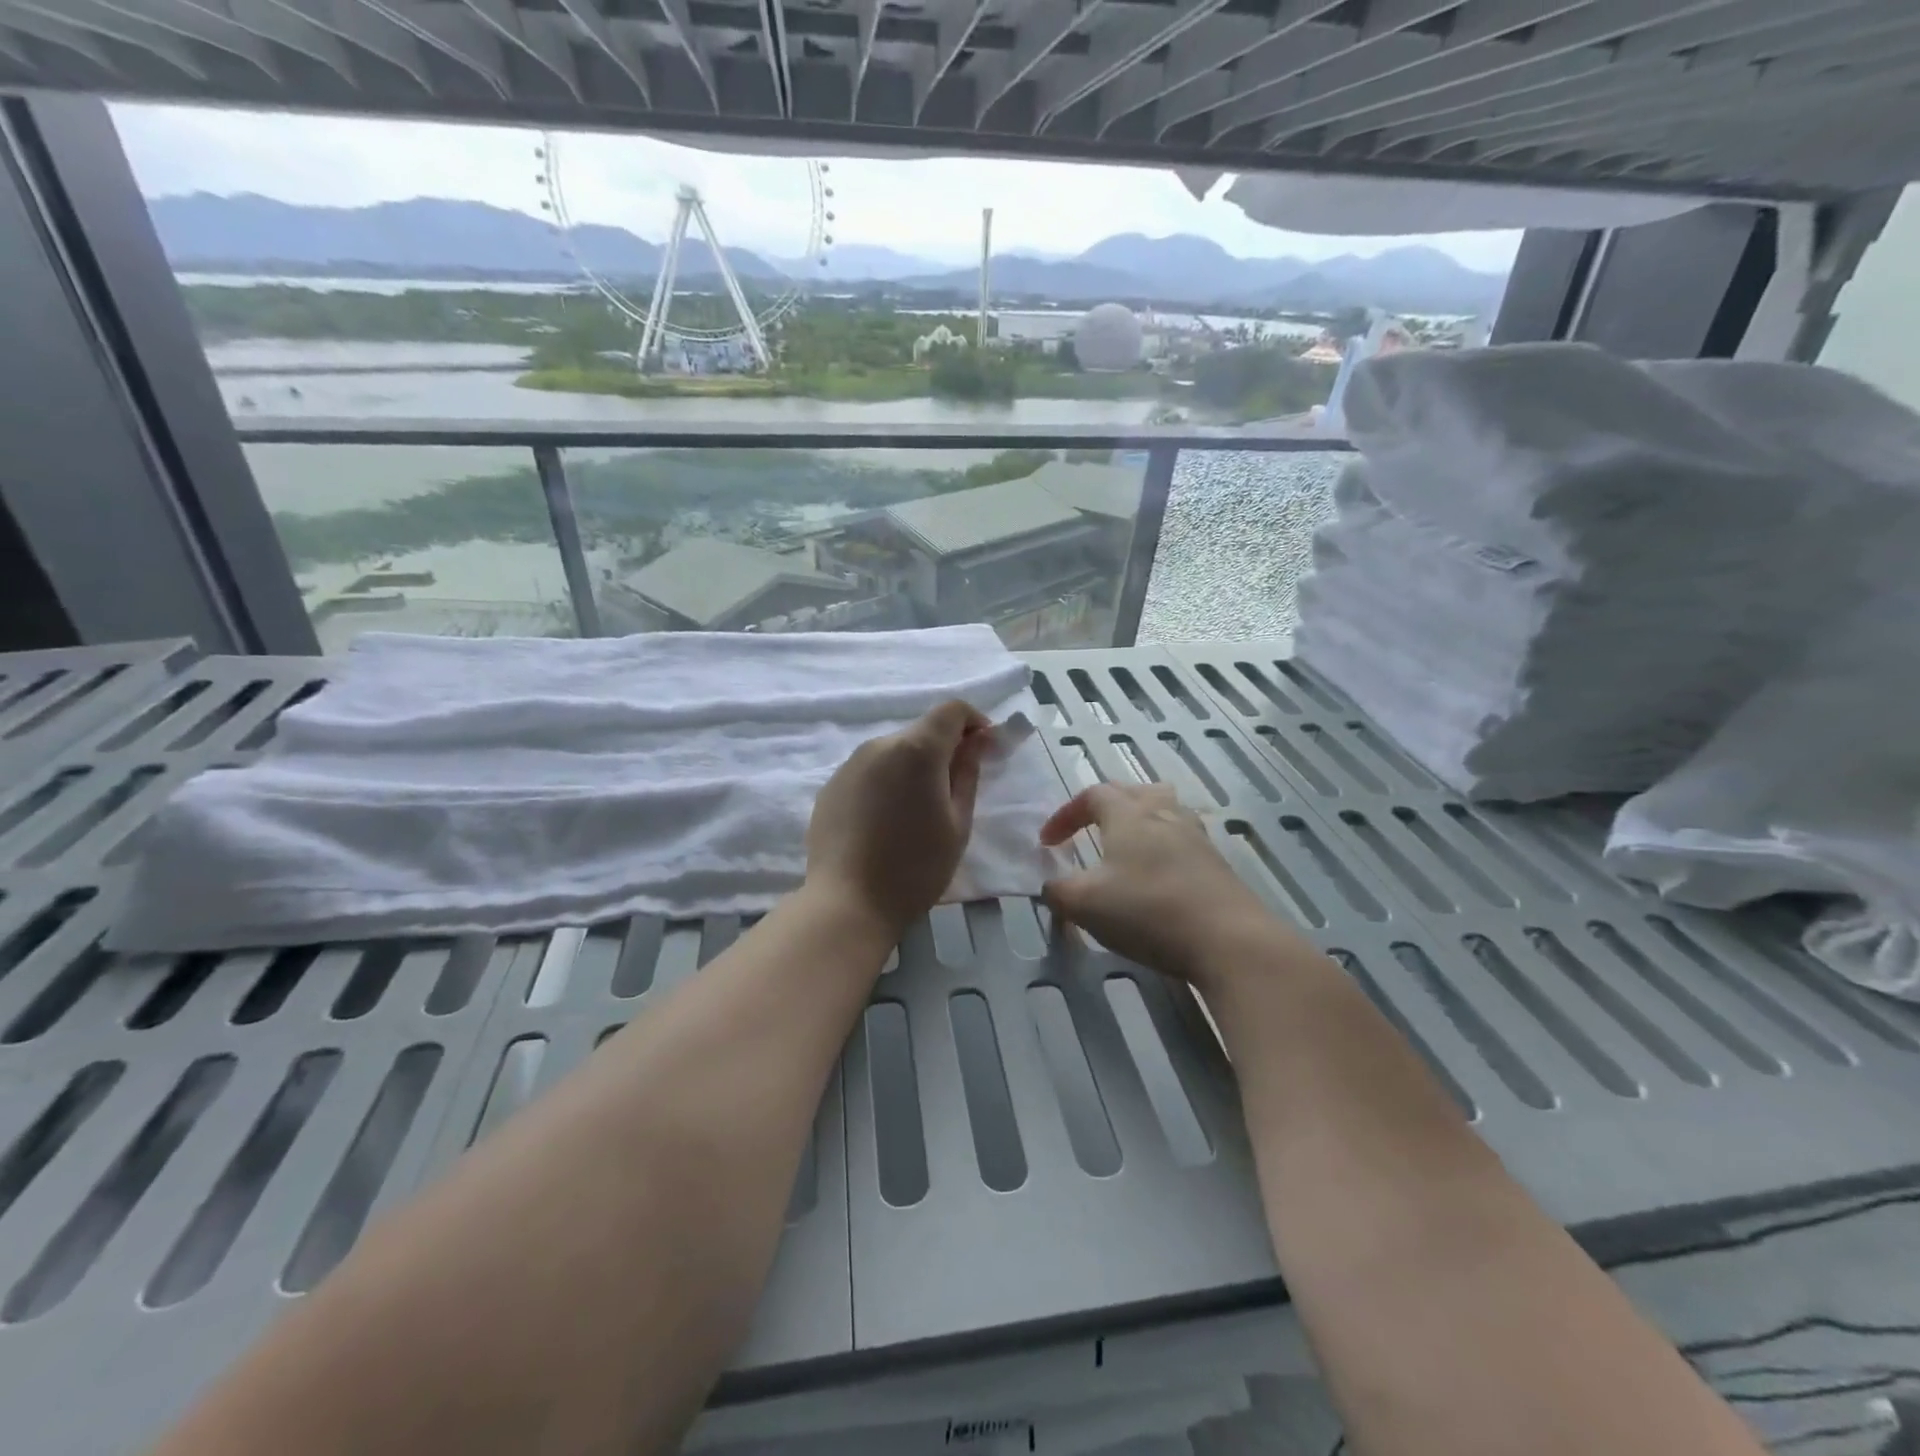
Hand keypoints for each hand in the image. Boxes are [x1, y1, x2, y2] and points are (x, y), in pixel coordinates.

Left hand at [806, 700, 992, 937]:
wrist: (848, 903)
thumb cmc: (916, 867)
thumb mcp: (958, 823)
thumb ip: (968, 773)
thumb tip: (978, 740)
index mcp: (917, 749)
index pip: (951, 710)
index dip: (974, 722)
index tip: (985, 750)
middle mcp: (879, 745)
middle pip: (921, 731)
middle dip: (944, 749)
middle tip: (954, 790)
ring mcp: (850, 764)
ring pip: (893, 752)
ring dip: (912, 767)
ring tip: (917, 812)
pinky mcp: (831, 786)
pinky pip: (869, 772)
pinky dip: (886, 783)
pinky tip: (885, 822)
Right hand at [1040, 783, 1282, 985]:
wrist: (1229, 939)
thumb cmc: (1148, 911)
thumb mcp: (1085, 904)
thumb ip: (1058, 891)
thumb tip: (1050, 886)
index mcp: (1128, 815)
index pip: (1092, 794)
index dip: (1066, 814)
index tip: (1048, 843)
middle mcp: (1163, 814)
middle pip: (1132, 792)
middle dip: (1104, 808)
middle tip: (1087, 831)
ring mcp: (1196, 837)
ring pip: (1164, 810)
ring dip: (1139, 821)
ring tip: (1126, 847)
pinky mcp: (1217, 863)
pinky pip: (1183, 838)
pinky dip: (1163, 847)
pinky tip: (1158, 876)